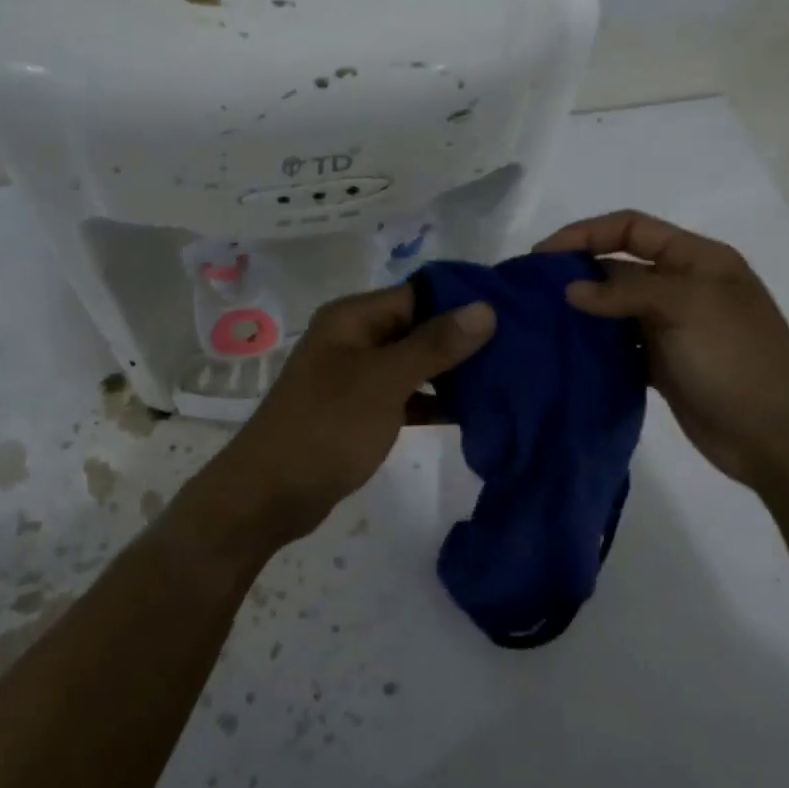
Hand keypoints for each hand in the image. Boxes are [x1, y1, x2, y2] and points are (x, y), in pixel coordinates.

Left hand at [195, 285, 495, 553]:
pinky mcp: (360, 411)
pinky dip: (433, 401)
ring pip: (414, 363)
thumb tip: (485, 308)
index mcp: (353, 318)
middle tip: (518, 349)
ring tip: (507, 378)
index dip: (463, 300)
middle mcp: (354, 338)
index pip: (419, 293)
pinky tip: (473, 412)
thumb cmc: (327, 427)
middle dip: (463, 338)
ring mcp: (356, 376)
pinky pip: (405, 395)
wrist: (270, 495)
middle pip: (418, 327)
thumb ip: (435, 344)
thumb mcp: (384, 381)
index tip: (514, 311)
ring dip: (452, 371)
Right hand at [535, 211, 788, 490]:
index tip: (542, 255)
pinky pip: (620, 346)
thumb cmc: (737, 359)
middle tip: (532, 292)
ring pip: (616, 309)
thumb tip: (571, 291)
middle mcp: (684, 287)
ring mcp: (673, 328)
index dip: (585, 233)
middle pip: (620, 266)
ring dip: (583, 312)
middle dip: (577, 273)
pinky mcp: (664, 364)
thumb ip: (625, 292)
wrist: (778, 437)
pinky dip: (596, 347)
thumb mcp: (686, 307)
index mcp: (697, 259)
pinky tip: (567, 354)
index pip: (632, 228)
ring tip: (541, 323)